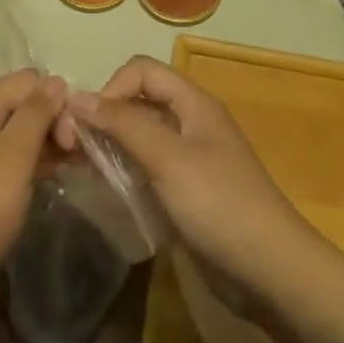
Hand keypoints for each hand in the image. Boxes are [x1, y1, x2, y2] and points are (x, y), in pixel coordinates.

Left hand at [0, 69, 65, 288]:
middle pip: (21, 100)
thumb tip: (56, 80)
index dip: (56, 101)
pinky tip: (46, 175)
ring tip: (68, 166)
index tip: (72, 139)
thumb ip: (35, 116)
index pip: (29, 80)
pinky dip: (28, 156)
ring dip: (43, 139)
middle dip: (52, 119)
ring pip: (15, 126)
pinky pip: (6, 149)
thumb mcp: (12, 160)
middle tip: (74, 155)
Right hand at [61, 57, 333, 314]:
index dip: (112, 88)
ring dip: (110, 145)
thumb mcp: (169, 159)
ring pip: (139, 136)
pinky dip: (123, 170)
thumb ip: (124, 125)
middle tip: (73, 149)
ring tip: (80, 168)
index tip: (89, 124)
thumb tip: (77, 97)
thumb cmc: (220, 205)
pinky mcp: (185, 190)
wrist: (270, 271)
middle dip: (104, 117)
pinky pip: (146, 167)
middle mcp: (190, 123)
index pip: (142, 71)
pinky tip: (105, 189)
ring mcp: (189, 158)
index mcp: (193, 104)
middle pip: (138, 101)